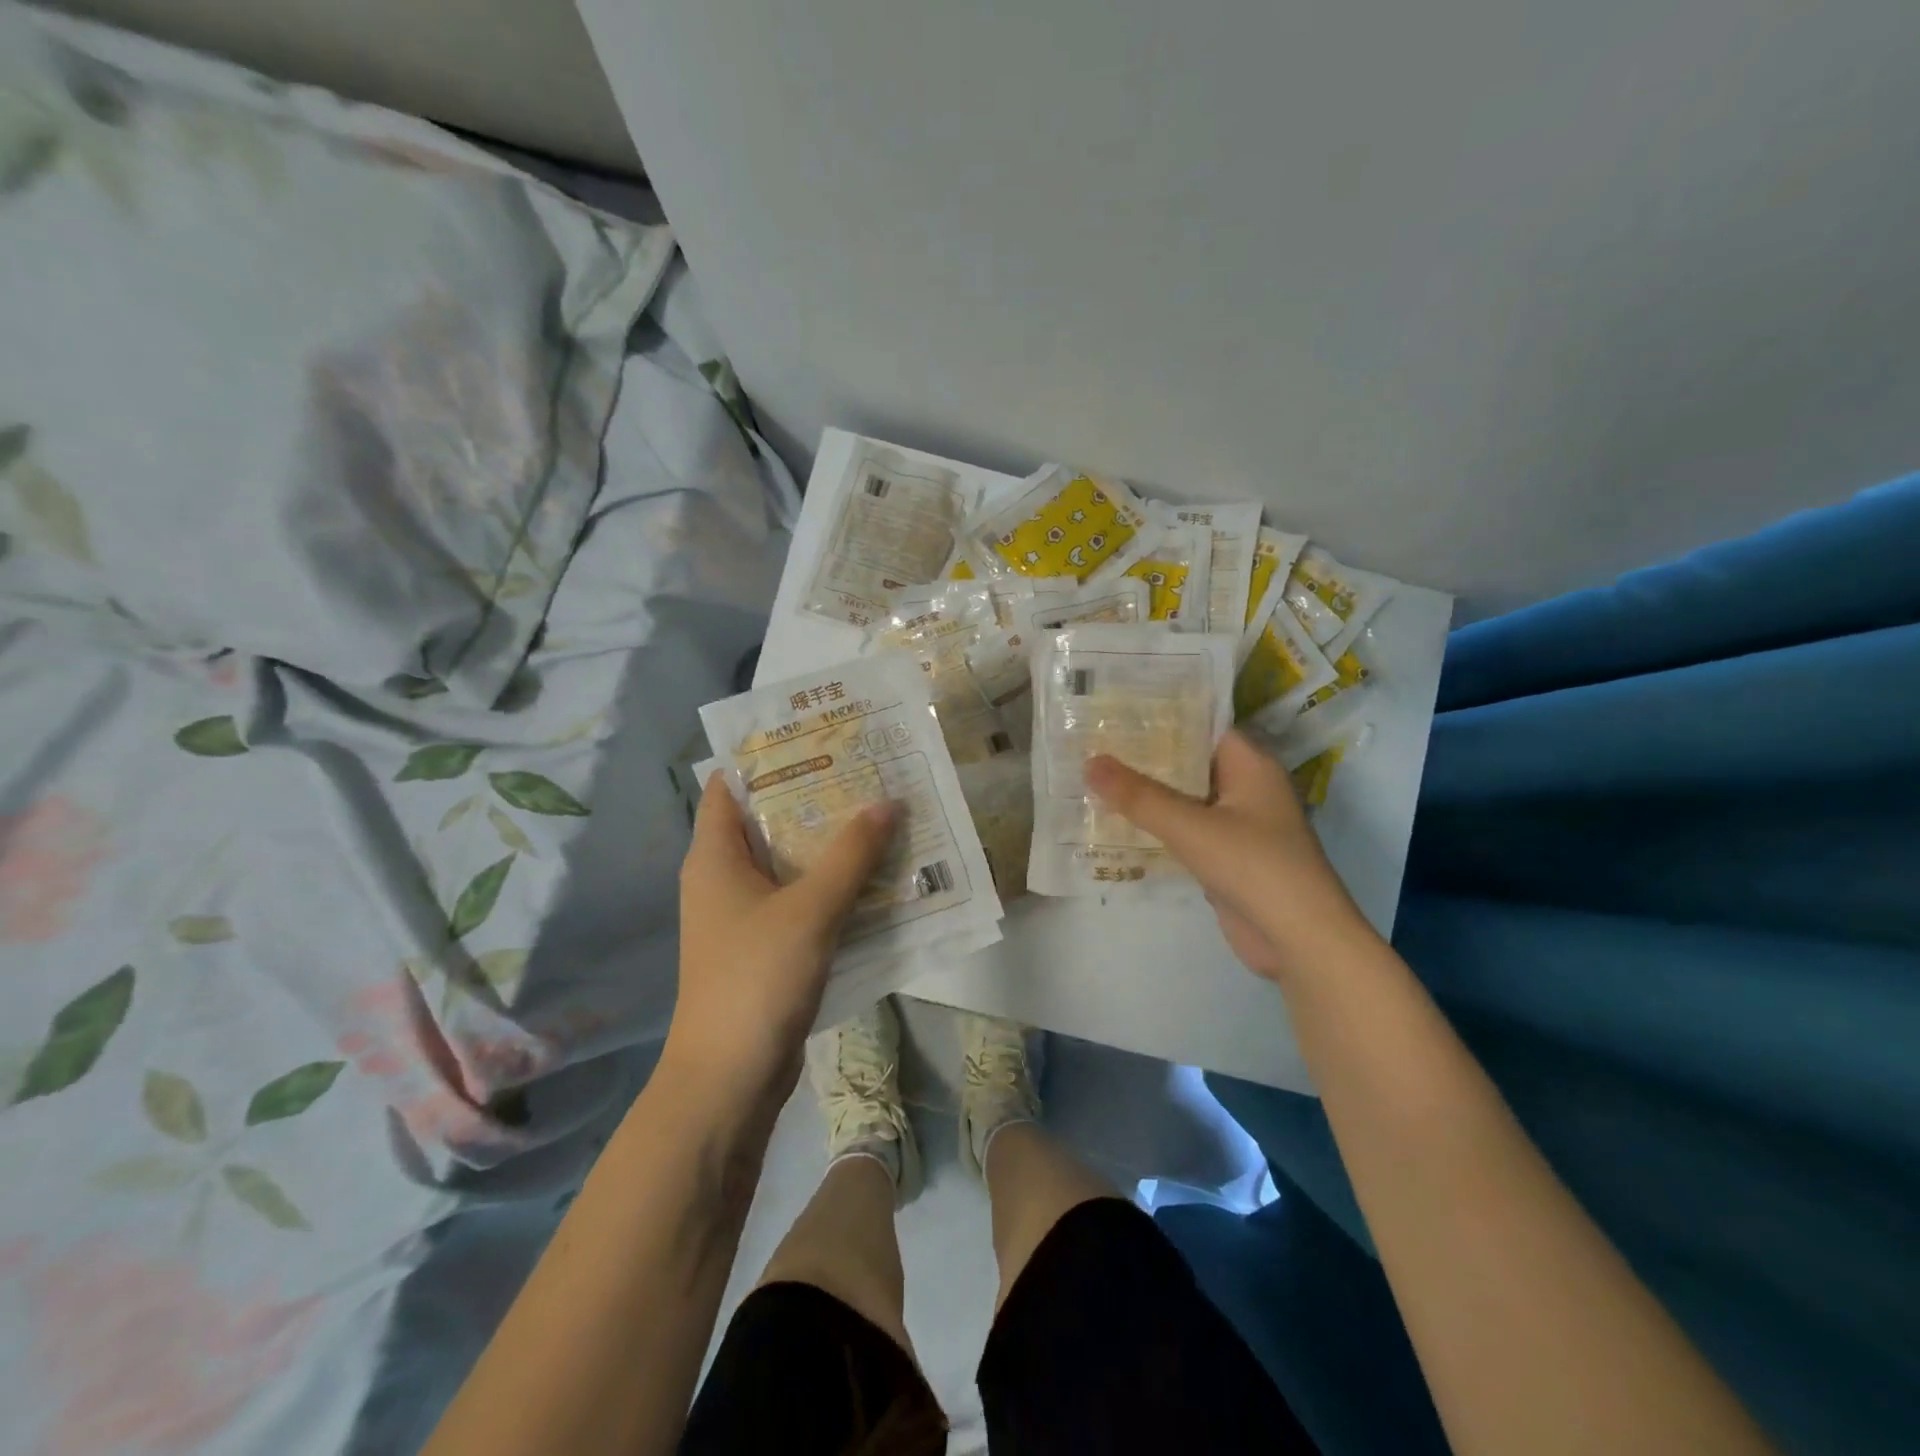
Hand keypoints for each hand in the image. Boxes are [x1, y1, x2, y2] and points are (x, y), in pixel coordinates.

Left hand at [666, 776, 896, 1103]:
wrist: (729, 1079)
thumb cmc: (756, 979)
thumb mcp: (810, 909)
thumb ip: (851, 855)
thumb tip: (888, 802)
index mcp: (715, 856)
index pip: (734, 785)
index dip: (772, 756)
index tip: (822, 738)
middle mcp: (724, 877)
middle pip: (769, 820)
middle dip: (817, 797)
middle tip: (869, 772)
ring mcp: (745, 914)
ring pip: (791, 862)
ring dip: (831, 843)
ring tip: (883, 814)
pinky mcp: (766, 945)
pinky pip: (802, 899)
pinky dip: (833, 885)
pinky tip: (878, 876)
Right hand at [1085, 731, 1373, 982]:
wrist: (1299, 941)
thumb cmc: (1254, 867)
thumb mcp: (1191, 827)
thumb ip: (1139, 796)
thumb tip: (1089, 762)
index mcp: (1250, 766)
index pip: (1202, 726)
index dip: (1161, 717)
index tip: (1116, 710)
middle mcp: (1245, 788)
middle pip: (1189, 762)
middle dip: (1145, 756)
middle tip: (1093, 742)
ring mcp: (1236, 825)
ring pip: (1184, 799)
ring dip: (1146, 794)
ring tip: (1094, 777)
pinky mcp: (1225, 858)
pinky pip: (1184, 831)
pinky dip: (1155, 826)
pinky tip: (1116, 822)